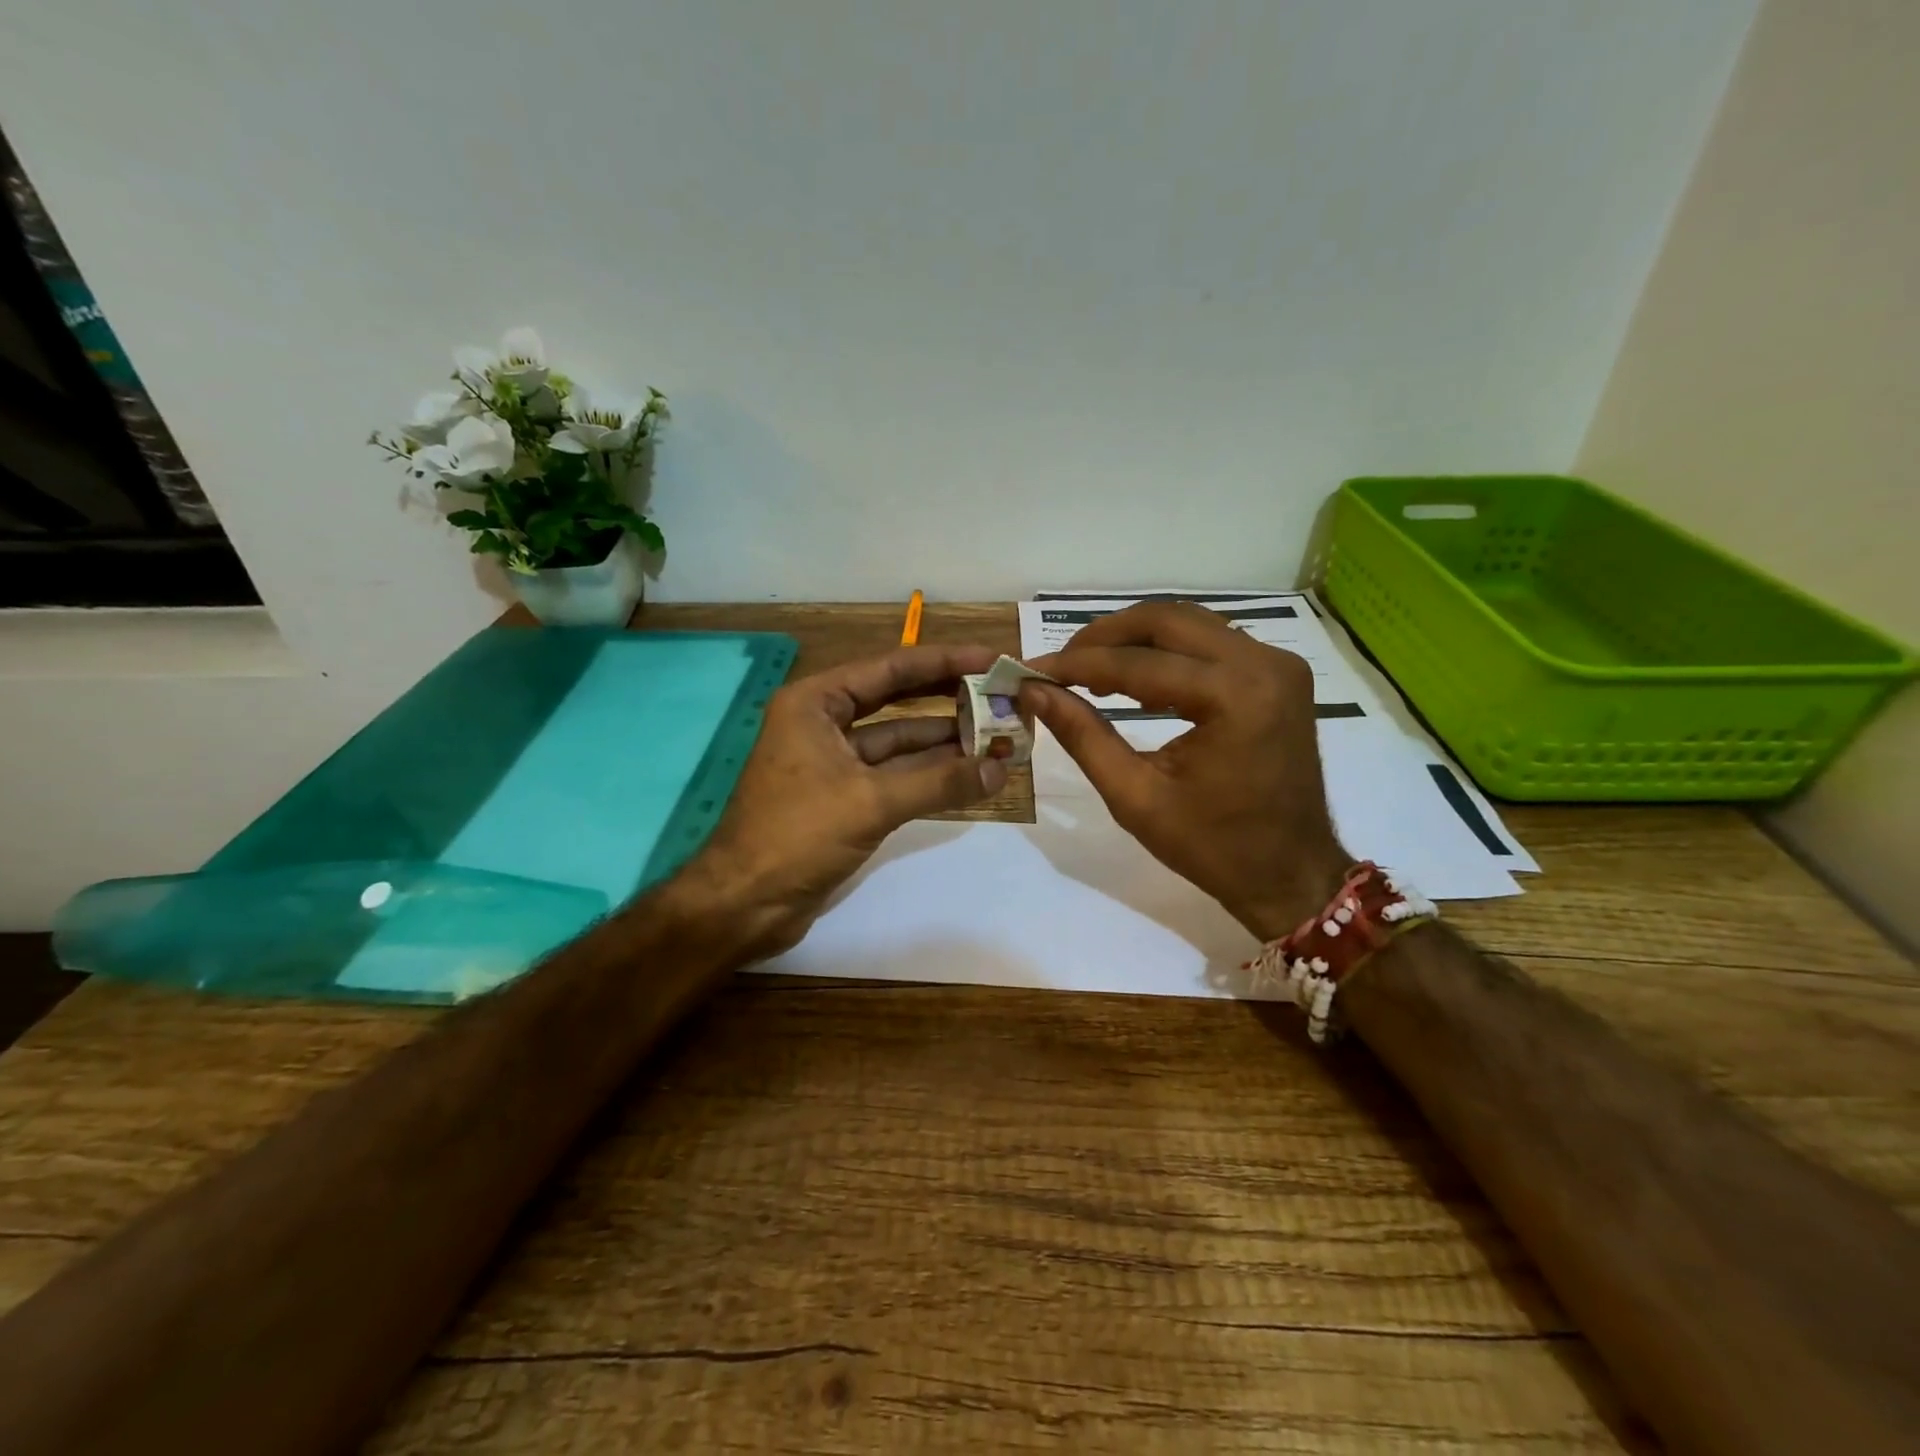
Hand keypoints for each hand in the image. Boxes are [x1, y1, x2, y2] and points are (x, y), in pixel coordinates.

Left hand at [681, 644, 1008, 958]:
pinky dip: (929, 775)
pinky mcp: (843, 798)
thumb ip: (939, 782)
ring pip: (898, 741)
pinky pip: (894, 775)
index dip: (944, 662)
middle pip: (896, 699)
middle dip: (948, 698)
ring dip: (945, 740)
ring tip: (997, 734)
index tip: (991, 660)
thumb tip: (1001, 768)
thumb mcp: (870, 802)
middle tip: (1000, 693)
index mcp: (815, 703)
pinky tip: (969, 773)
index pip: (890, 668)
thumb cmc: (797, 835)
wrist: (744, 904)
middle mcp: (822, 723)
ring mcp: (833, 762)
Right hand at [1021, 602, 1349, 941]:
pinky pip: (1211, 641)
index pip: (1138, 664)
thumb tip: (1035, 691)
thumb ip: (1083, 736)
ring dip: (1134, 638)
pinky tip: (1134, 674)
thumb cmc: (1213, 848)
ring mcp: (1278, 664)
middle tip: (1060, 664)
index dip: (1076, 664)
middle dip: (1104, 637)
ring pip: (1188, 623)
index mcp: (1234, 698)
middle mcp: (1263, 664)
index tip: (1029, 670)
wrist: (1291, 872)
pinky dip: (1166, 649)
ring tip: (1088, 668)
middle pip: (1166, 621)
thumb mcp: (1136, 797)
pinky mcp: (1279, 672)